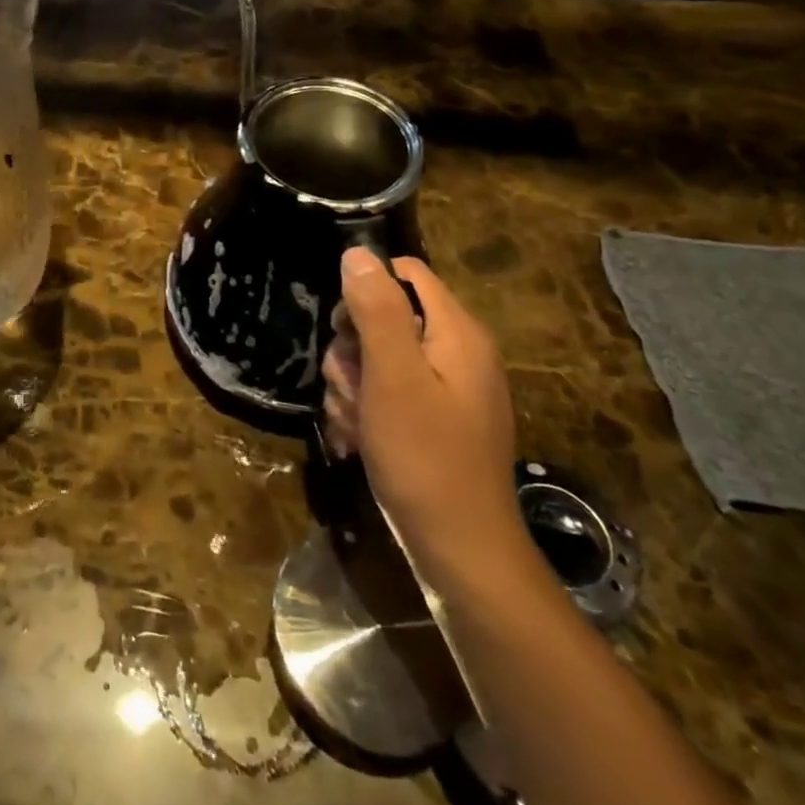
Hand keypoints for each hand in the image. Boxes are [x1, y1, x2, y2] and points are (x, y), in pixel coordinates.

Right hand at [322, 251, 535, 593]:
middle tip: (351, 387)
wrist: (460, 551)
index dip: (366, 292)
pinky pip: (385, 394)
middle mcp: (456, 353)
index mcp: (457, 333)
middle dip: (352, 351)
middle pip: (385, 318)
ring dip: (352, 386)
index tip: (344, 330)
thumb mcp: (393, 377)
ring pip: (376, 359)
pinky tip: (359, 439)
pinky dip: (365, 411)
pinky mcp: (432, 420)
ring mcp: (445, 390)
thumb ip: (376, 310)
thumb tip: (357, 253)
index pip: (405, 274)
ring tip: (355, 422)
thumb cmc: (425, 457)